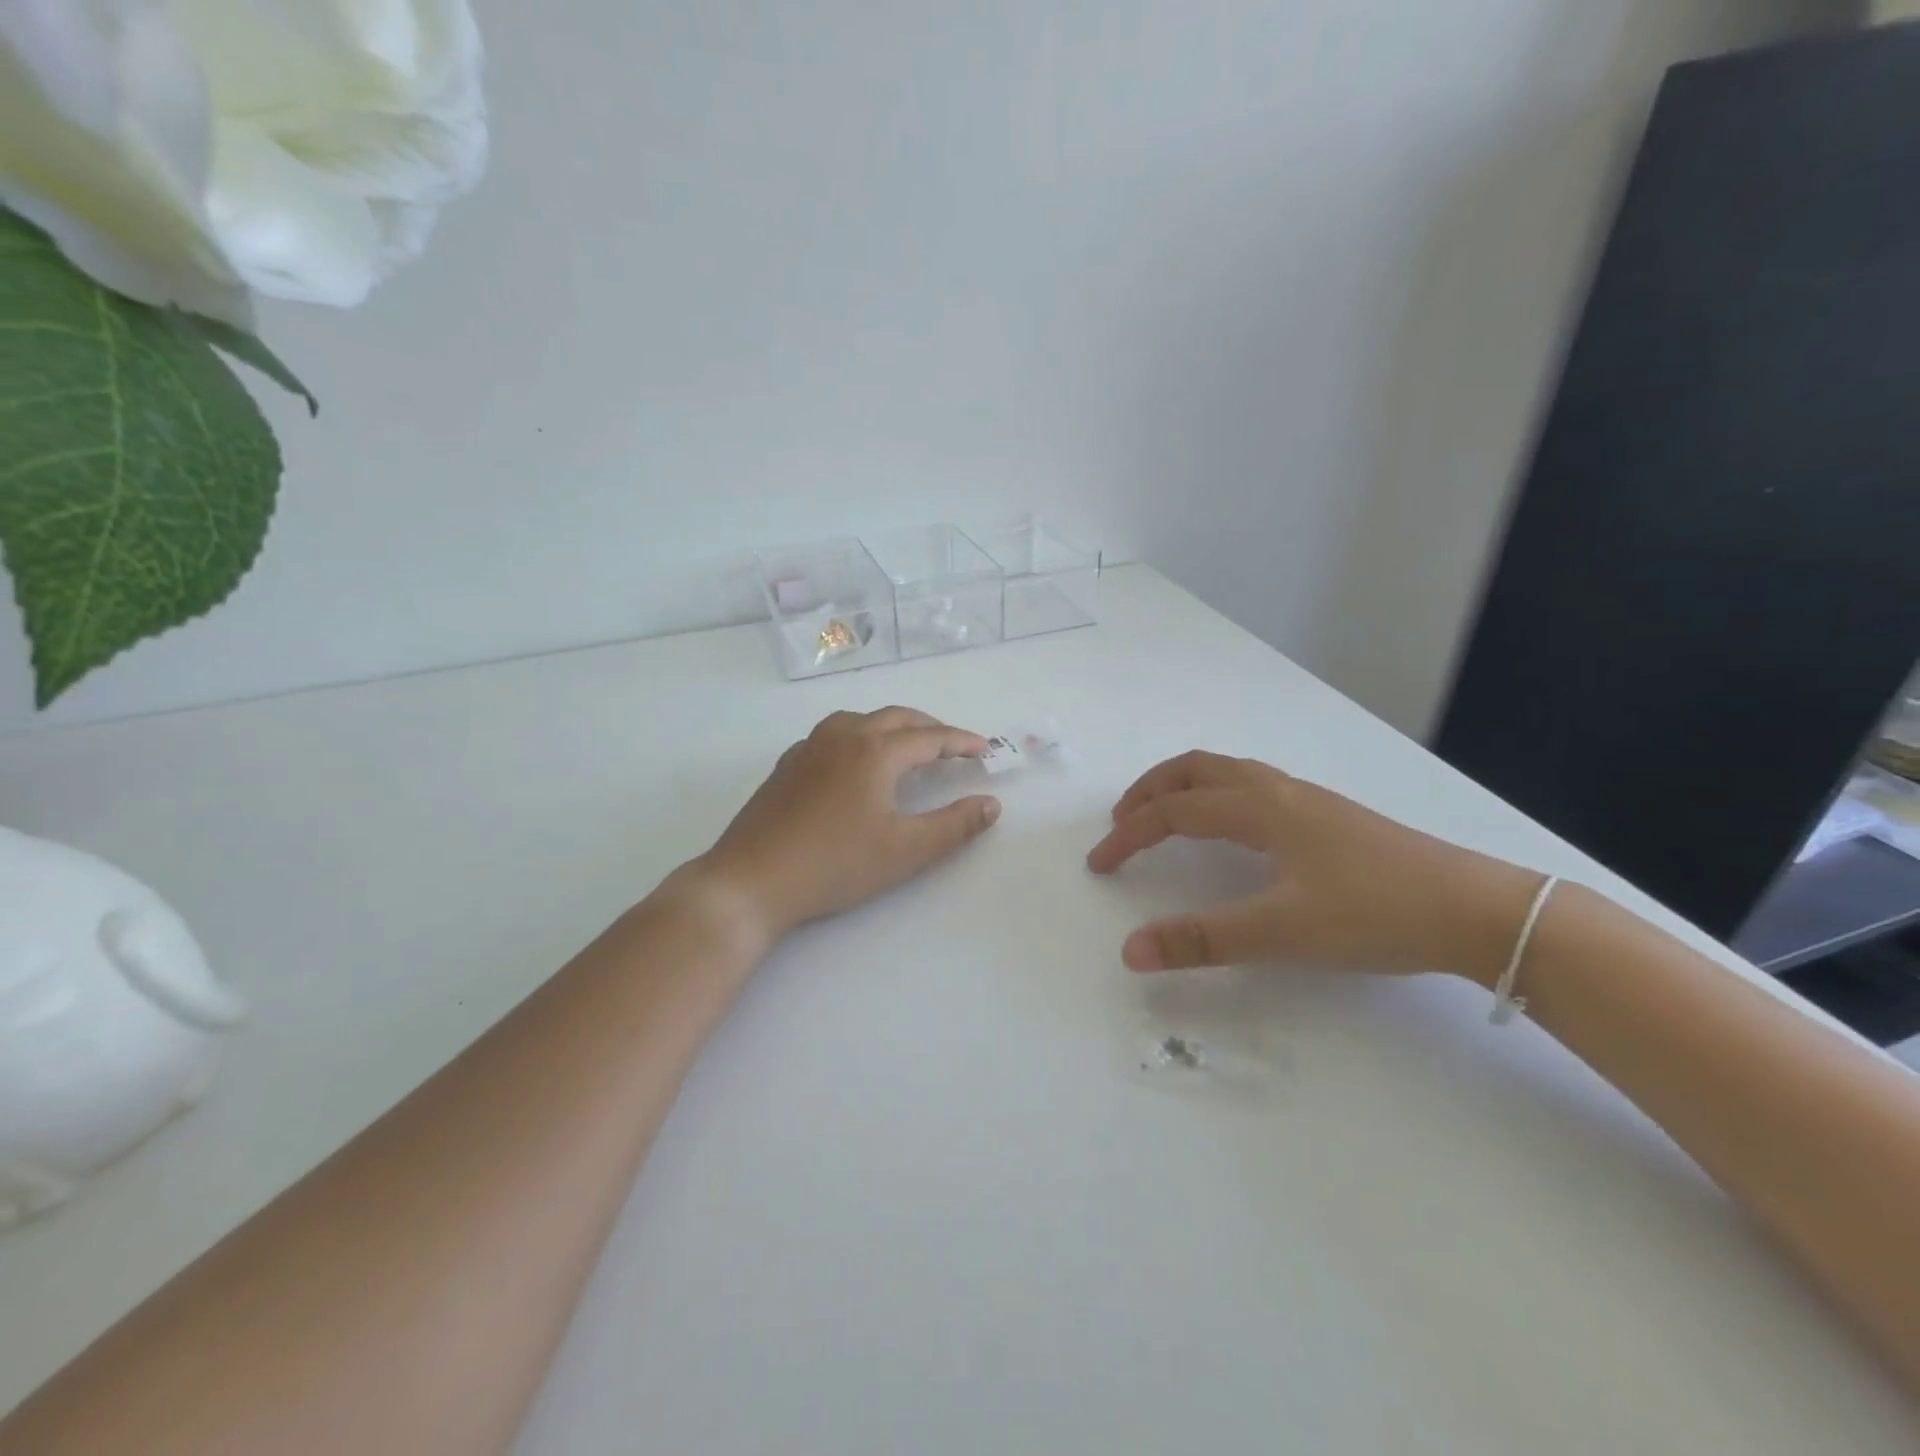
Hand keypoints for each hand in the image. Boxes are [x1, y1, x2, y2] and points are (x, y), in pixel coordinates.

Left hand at [689, 707, 1001, 943]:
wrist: (750, 880)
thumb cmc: (835, 865)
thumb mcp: (905, 851)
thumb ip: (954, 826)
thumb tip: (991, 804)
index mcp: (875, 751)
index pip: (930, 737)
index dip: (961, 742)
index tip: (985, 749)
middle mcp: (842, 736)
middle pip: (896, 718)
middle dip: (930, 728)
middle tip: (954, 746)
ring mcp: (809, 747)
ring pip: (861, 721)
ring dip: (893, 727)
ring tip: (910, 748)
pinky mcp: (787, 765)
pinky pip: (834, 735)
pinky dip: (861, 738)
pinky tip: (857, 764)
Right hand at [1086, 751, 1542, 982]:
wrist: (1479, 910)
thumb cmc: (1374, 913)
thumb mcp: (1282, 933)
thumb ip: (1202, 940)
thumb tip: (1130, 950)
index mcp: (1261, 810)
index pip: (1174, 811)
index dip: (1130, 834)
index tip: (1100, 863)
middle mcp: (1280, 792)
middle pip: (1197, 769)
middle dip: (1151, 789)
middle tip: (1123, 821)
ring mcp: (1310, 801)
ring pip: (1229, 773)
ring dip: (1185, 788)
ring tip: (1165, 819)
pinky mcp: (1331, 818)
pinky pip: (1255, 787)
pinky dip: (1218, 796)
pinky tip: (1233, 833)